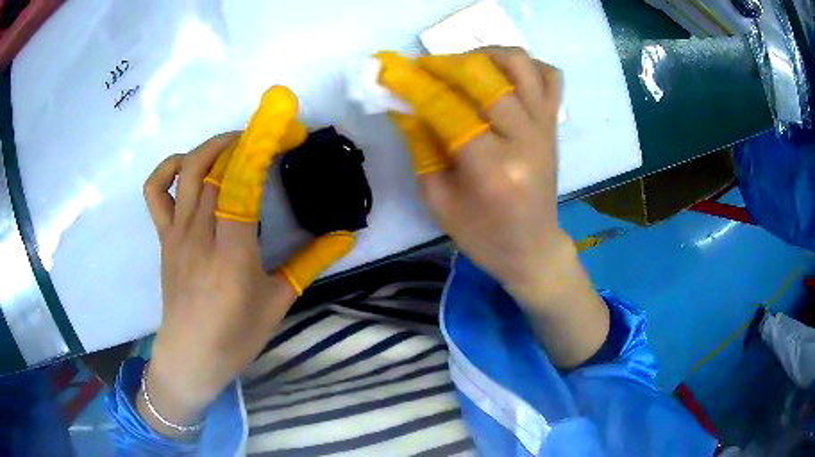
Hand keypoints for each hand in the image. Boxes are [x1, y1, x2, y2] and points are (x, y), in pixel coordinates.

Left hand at [139, 87, 353, 436]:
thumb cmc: (236, 337)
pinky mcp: (163, 237)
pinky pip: (155, 191)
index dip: (264, 147)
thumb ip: (310, 263)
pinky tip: (189, 166)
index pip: (243, 182)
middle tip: (273, 136)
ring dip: (214, 145)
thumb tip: (347, 236)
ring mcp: (177, 233)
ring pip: (188, 170)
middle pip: (217, 167)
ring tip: (238, 143)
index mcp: (232, 253)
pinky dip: (169, 167)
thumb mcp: (278, 302)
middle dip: (248, 140)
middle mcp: (200, 234)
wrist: (190, 357)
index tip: (289, 130)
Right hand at [378, 48, 608, 366]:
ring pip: (519, 65)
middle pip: (484, 76)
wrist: (534, 247)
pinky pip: (549, 76)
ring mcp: (544, 127)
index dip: (414, 85)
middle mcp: (524, 139)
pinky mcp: (553, 124)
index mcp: (492, 169)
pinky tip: (502, 75)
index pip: (447, 109)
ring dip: (484, 55)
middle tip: (423, 69)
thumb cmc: (483, 234)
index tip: (390, 70)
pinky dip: (525, 66)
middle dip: (445, 64)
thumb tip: (404, 103)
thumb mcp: (439, 200)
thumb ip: (421, 146)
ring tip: (462, 67)